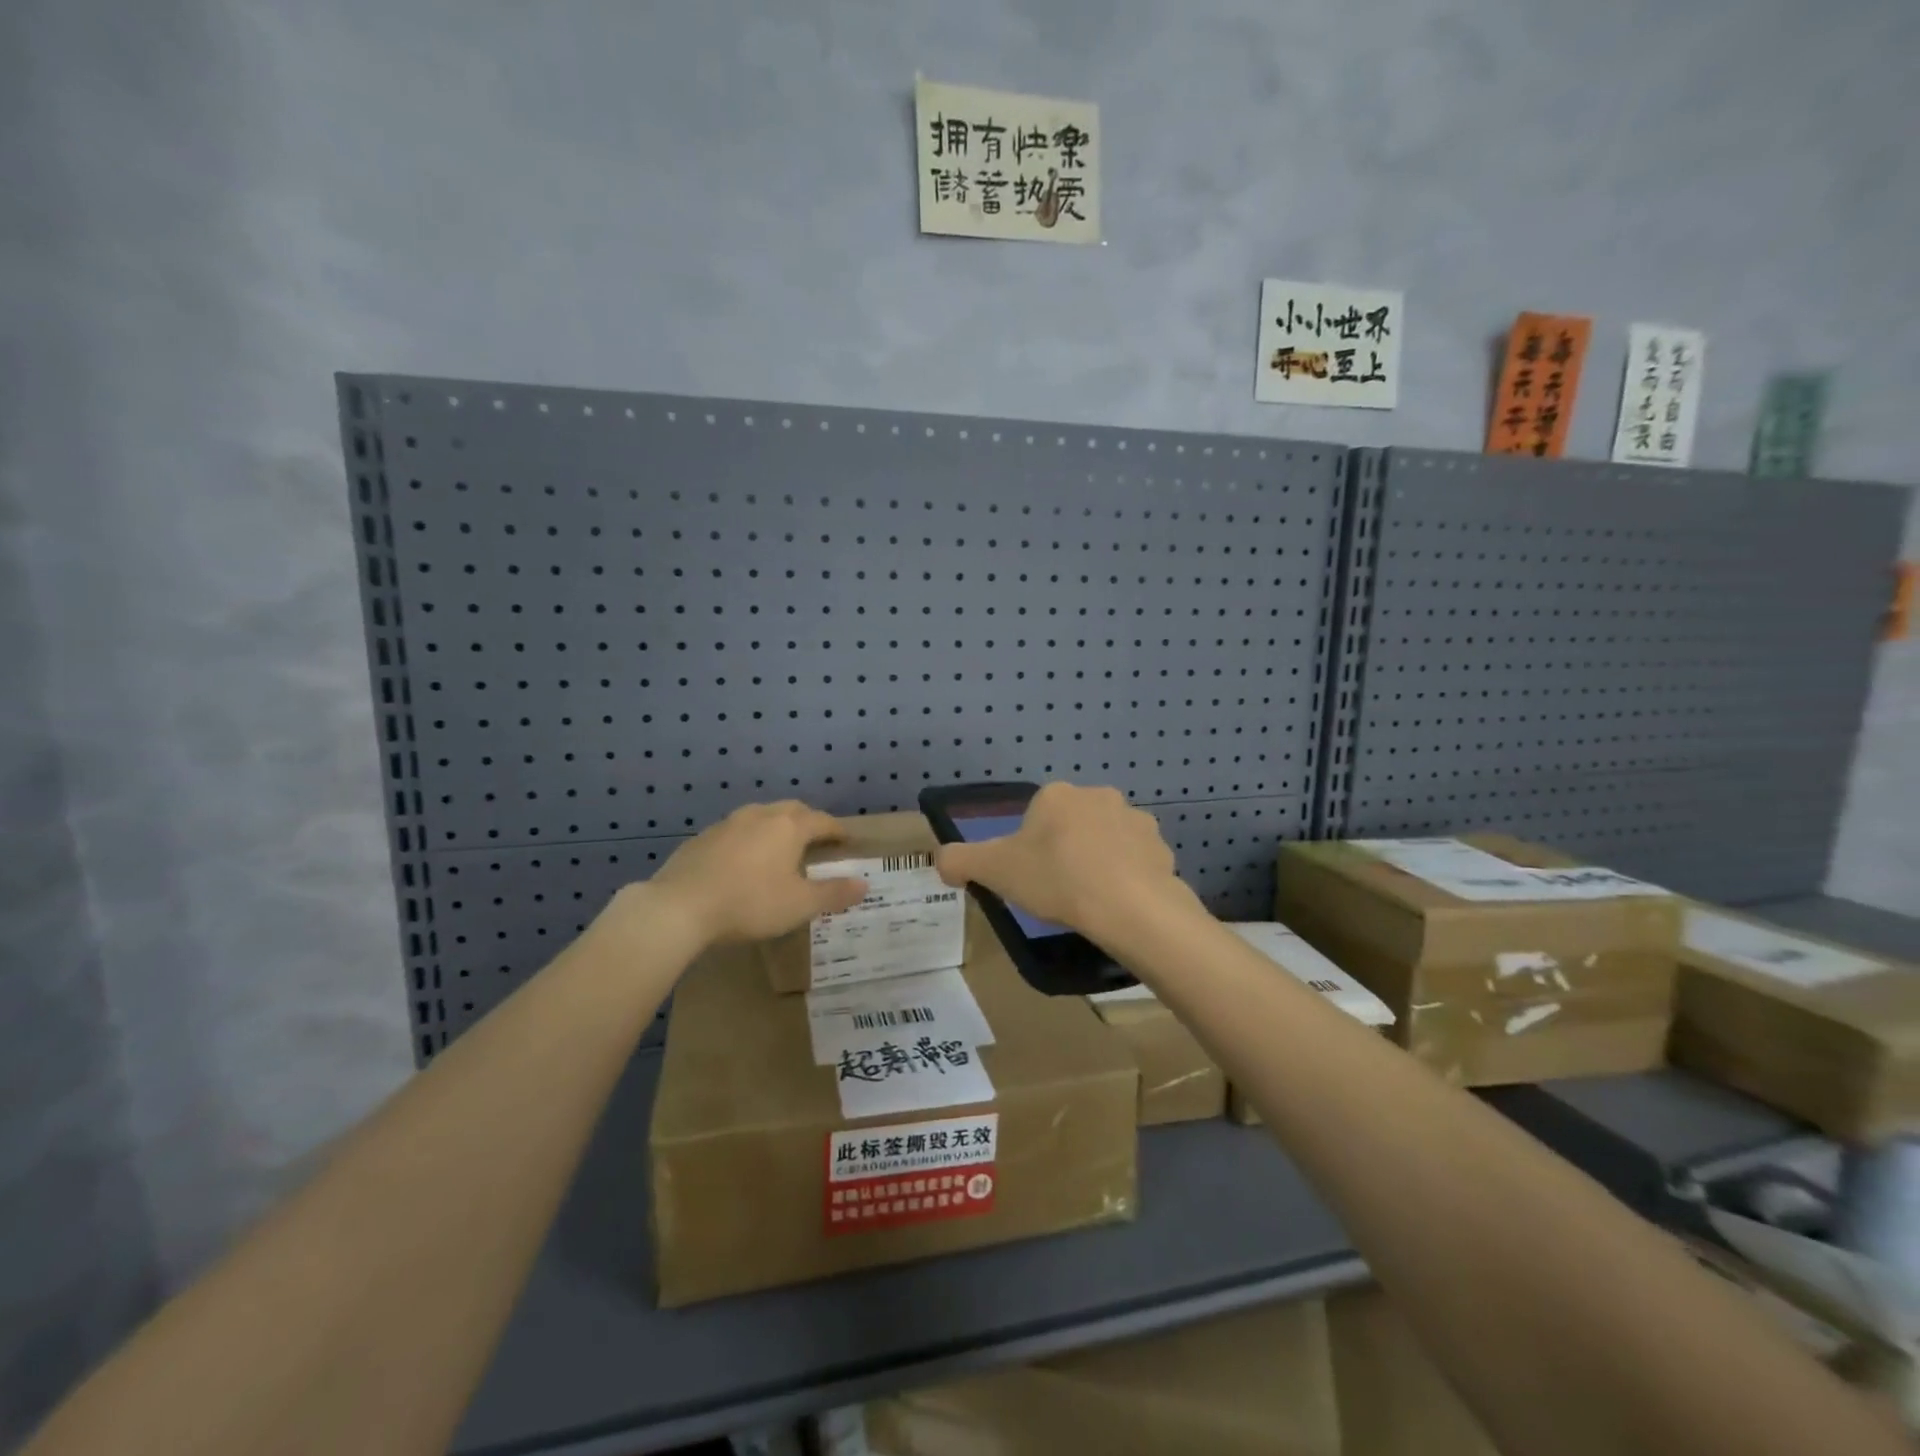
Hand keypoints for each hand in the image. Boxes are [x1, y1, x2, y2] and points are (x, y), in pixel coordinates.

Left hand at [648, 801, 866, 946]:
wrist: (679, 907)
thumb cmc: (750, 903)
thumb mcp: (800, 905)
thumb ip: (834, 893)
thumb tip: (864, 884)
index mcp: (789, 826)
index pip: (823, 821)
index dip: (838, 831)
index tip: (847, 841)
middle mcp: (760, 815)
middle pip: (792, 810)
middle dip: (808, 822)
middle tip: (816, 841)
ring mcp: (727, 823)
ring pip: (760, 817)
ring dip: (775, 828)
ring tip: (779, 849)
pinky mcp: (702, 838)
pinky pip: (735, 832)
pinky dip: (748, 841)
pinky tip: (742, 862)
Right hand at [933, 783, 1186, 941]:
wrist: (1128, 907)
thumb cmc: (1056, 879)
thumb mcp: (993, 871)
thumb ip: (959, 860)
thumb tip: (942, 860)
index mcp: (1057, 795)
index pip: (1035, 815)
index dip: (1029, 847)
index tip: (1031, 877)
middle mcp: (1098, 795)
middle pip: (1071, 824)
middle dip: (1065, 850)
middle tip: (1058, 890)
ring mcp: (1135, 819)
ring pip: (1106, 840)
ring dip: (1098, 861)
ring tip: (1090, 901)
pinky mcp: (1161, 847)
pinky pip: (1136, 861)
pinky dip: (1126, 878)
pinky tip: (1118, 905)